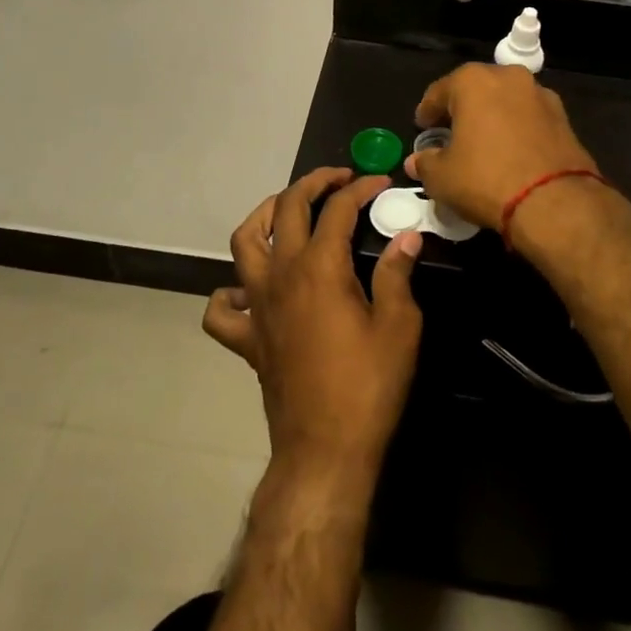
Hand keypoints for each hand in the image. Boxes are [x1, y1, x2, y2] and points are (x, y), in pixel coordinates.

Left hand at [203, 169, 422, 484]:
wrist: (324, 451)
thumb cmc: (368, 386)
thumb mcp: (399, 326)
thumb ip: (397, 274)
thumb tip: (407, 236)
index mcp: (320, 268)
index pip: (337, 209)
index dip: (360, 189)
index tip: (381, 183)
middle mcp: (281, 275)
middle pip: (286, 208)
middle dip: (313, 183)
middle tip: (338, 180)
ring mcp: (258, 305)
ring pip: (245, 242)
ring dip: (264, 215)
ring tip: (286, 209)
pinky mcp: (247, 337)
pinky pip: (223, 308)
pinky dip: (230, 292)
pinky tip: (249, 290)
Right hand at [407, 64, 606, 243]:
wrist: (555, 202)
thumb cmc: (486, 179)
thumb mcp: (442, 178)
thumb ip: (425, 163)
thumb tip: (417, 161)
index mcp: (473, 81)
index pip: (439, 91)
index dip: (427, 112)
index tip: (422, 128)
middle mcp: (508, 77)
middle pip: (475, 89)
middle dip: (462, 109)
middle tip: (450, 133)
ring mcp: (540, 94)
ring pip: (505, 101)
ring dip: (492, 116)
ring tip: (483, 143)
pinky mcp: (563, 117)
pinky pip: (529, 117)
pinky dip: (517, 128)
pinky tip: (511, 152)